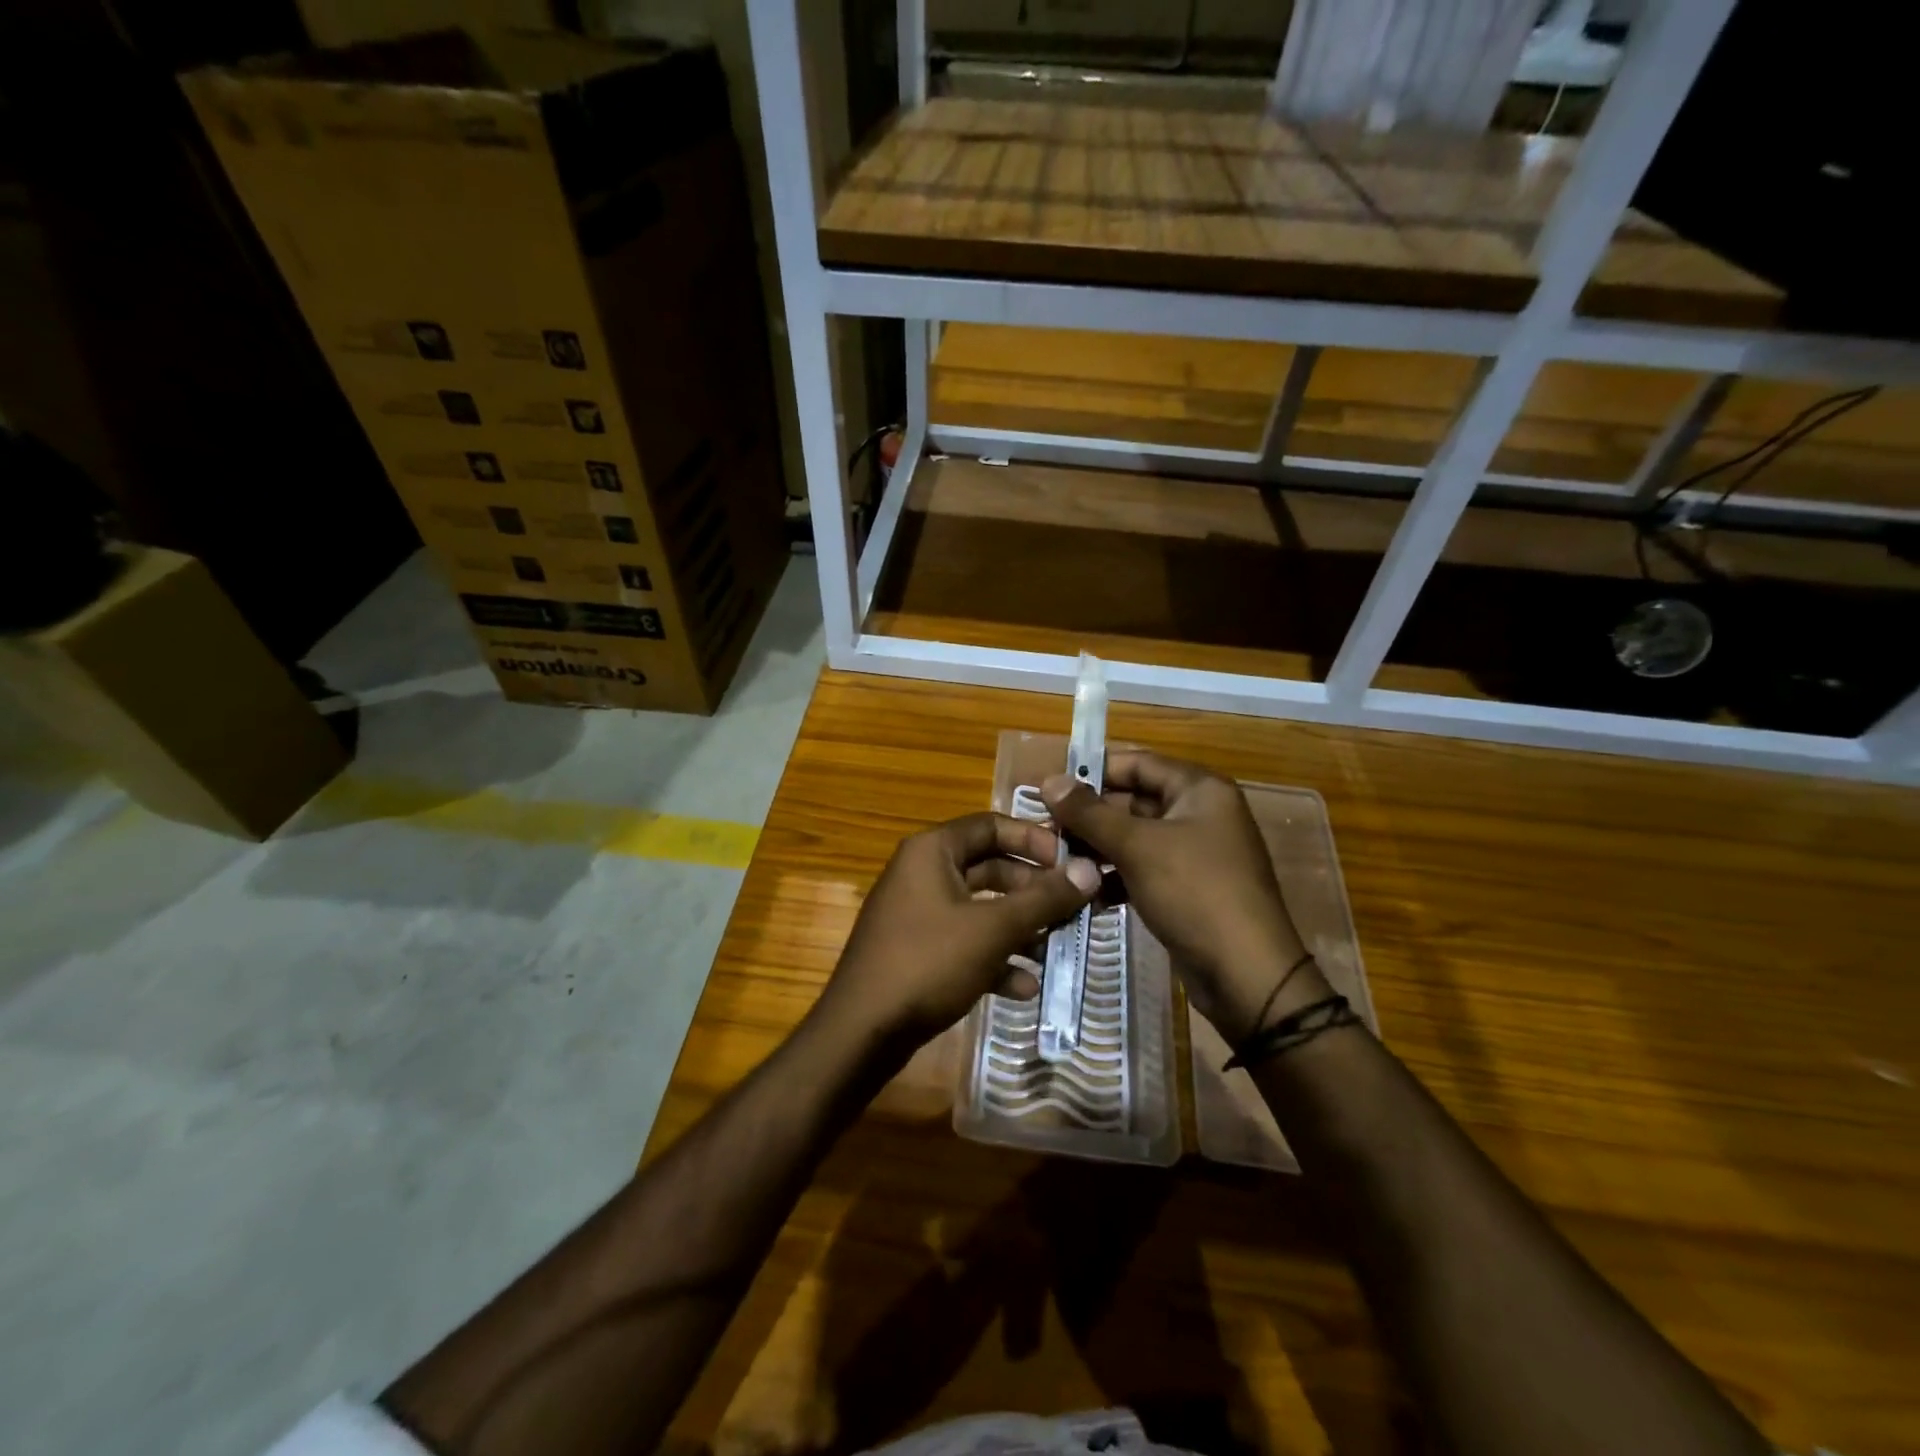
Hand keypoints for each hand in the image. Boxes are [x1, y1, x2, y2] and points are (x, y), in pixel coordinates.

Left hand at [819, 812, 1100, 1047]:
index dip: (1034, 839)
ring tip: (1056, 949)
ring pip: (981, 909)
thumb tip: (1090, 869)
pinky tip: (1024, 987)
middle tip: (1074, 908)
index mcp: (932, 851)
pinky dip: (994, 958)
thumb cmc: (928, 963)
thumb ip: (1044, 898)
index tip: (1071, 862)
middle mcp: (922, 873)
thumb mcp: (993, 928)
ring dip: (1019, 927)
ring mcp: (917, 914)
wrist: (862, 1032)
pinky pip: (964, 942)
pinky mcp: (917, 951)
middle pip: (990, 868)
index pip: (991, 825)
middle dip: (1033, 890)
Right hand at [1042, 751, 1324, 1045]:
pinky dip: (1116, 877)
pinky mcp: (1187, 887)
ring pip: (1135, 838)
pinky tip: (1086, 894)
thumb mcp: (1137, 847)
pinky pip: (1143, 869)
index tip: (1049, 788)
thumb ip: (1089, 812)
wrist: (1245, 975)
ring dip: (1098, 848)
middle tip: (1046, 829)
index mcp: (1200, 789)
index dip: (1093, 771)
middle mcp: (1200, 813)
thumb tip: (1049, 780)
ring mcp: (1195, 852)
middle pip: (1134, 800)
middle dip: (1090, 816)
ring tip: (1058, 861)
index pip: (1137, 763)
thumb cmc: (1194, 893)